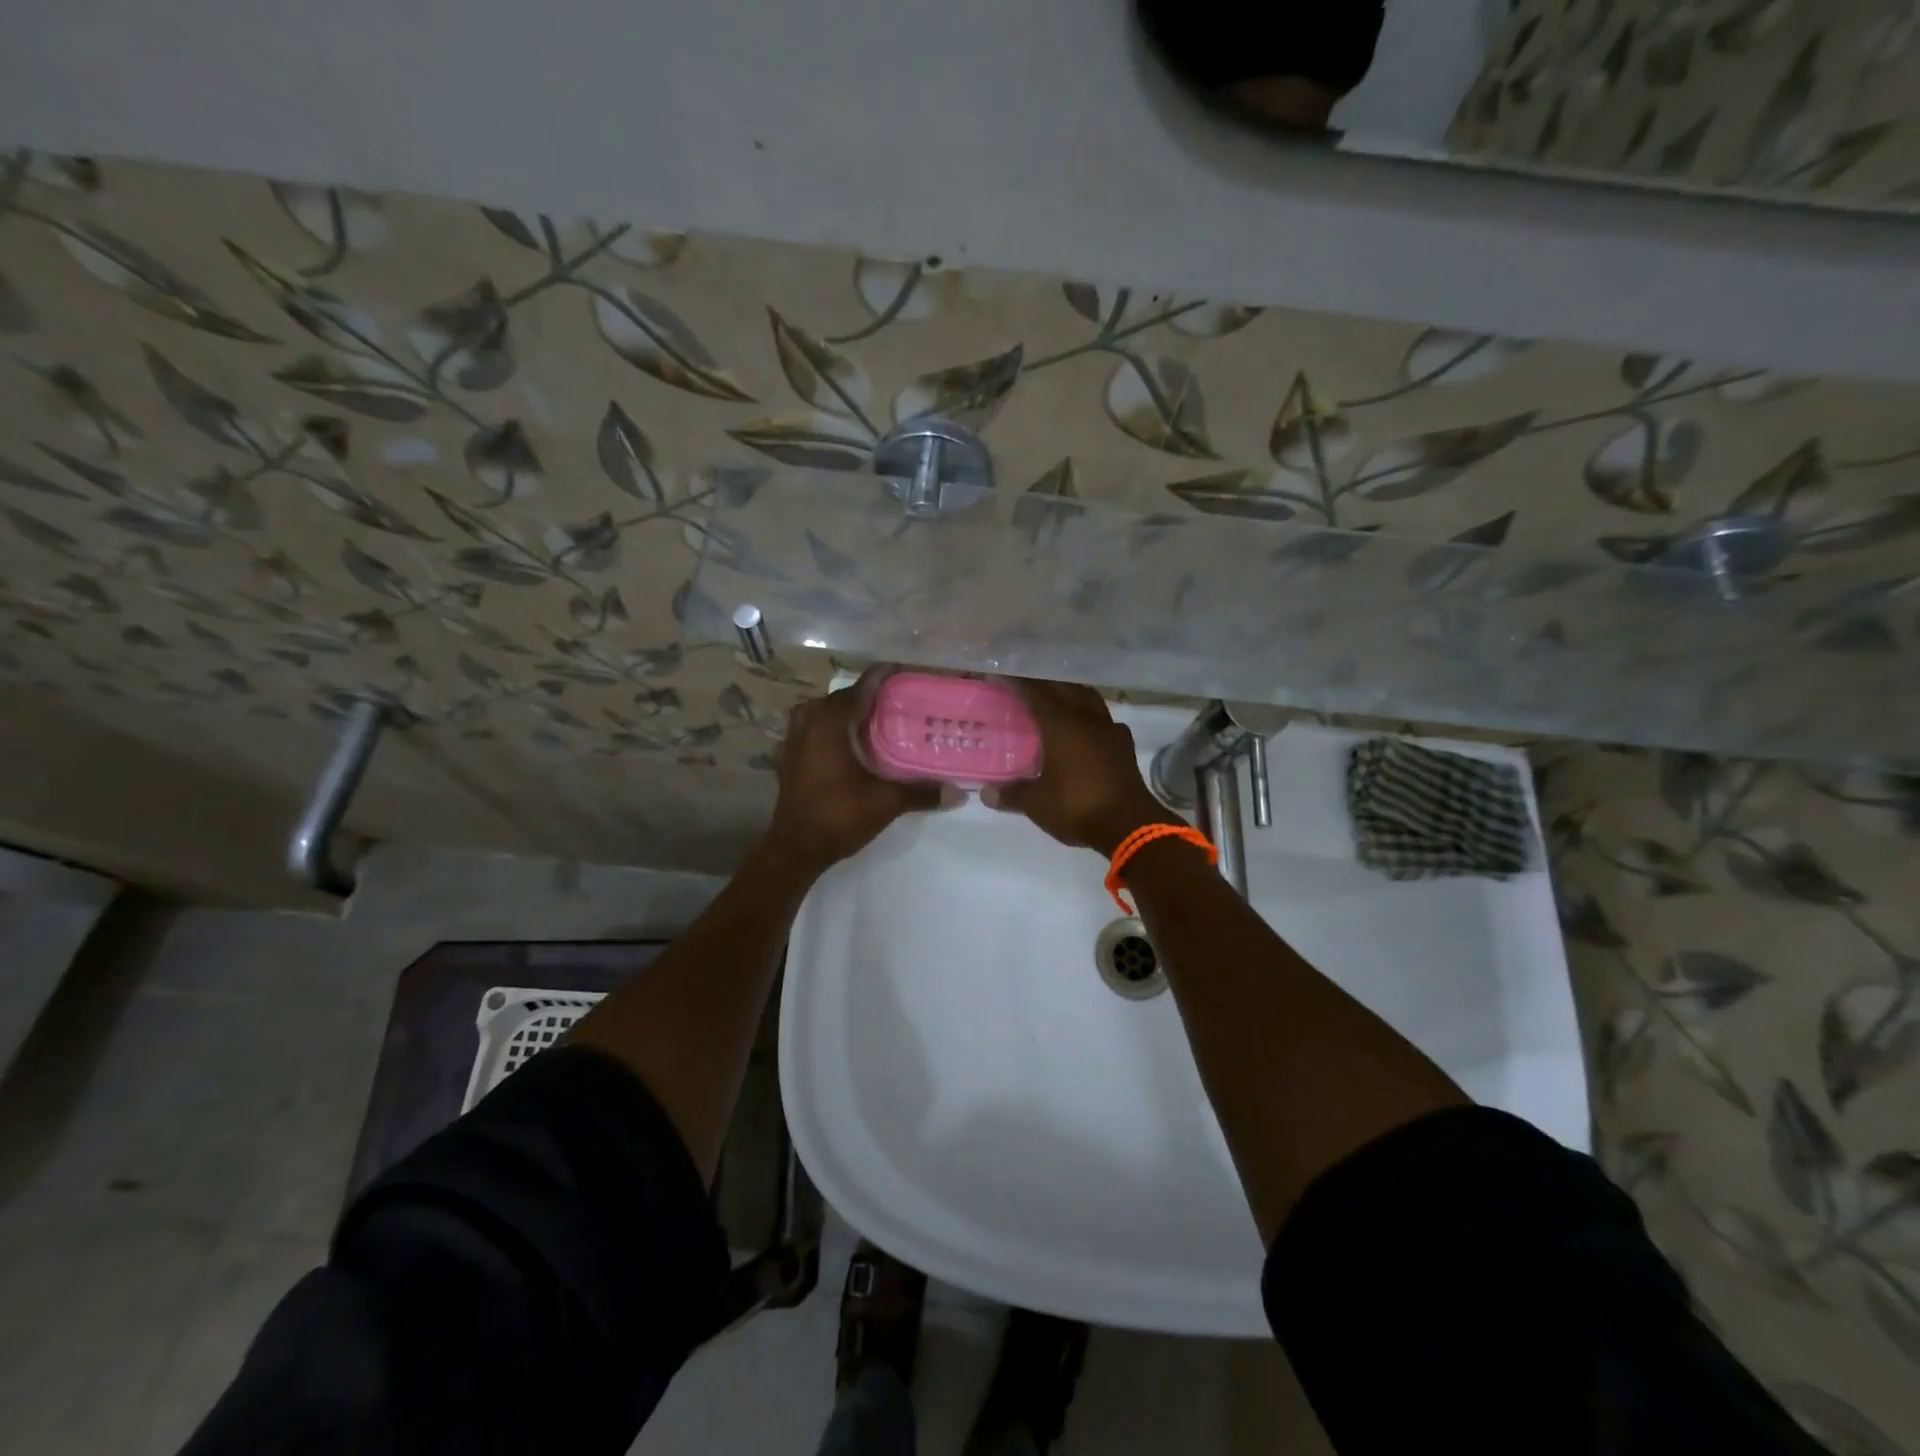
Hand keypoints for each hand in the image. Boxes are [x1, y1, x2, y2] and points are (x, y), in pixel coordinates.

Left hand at [764, 671, 945, 872]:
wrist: (795, 848)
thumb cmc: (839, 816)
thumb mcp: (886, 802)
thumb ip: (921, 792)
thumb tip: (958, 792)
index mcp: (831, 722)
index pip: (862, 686)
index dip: (884, 676)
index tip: (906, 672)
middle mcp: (809, 721)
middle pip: (842, 697)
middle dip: (868, 696)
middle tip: (898, 702)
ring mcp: (794, 739)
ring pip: (823, 712)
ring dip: (846, 713)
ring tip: (873, 722)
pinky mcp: (788, 757)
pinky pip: (811, 730)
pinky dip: (830, 730)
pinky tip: (848, 745)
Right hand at [984, 679, 1178, 854]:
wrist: (1130, 825)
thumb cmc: (1077, 807)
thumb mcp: (1037, 804)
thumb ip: (1012, 794)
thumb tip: (986, 793)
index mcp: (1061, 724)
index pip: (1036, 691)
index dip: (1018, 681)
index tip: (1001, 675)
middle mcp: (1086, 718)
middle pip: (1064, 687)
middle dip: (1043, 683)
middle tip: (1024, 687)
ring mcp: (1109, 729)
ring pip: (1087, 698)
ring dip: (1070, 694)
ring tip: (1055, 701)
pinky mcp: (1124, 745)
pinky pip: (1104, 719)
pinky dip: (1089, 717)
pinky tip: (1084, 729)